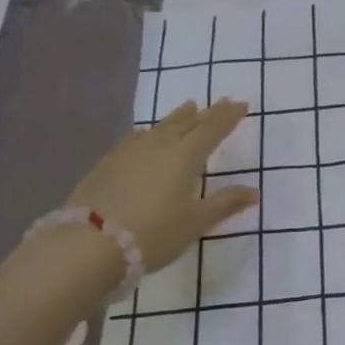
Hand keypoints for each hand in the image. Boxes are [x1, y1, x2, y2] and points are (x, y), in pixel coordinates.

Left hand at [67, 100, 258, 270]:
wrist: (90, 243)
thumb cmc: (153, 233)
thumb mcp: (195, 222)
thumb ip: (225, 203)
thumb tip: (255, 192)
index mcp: (185, 155)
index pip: (211, 129)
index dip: (228, 117)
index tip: (241, 104)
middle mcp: (159, 145)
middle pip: (187, 123)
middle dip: (207, 112)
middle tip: (221, 102)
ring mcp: (130, 151)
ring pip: (160, 127)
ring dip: (178, 117)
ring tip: (189, 108)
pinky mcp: (108, 163)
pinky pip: (137, 137)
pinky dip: (151, 132)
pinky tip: (147, 135)